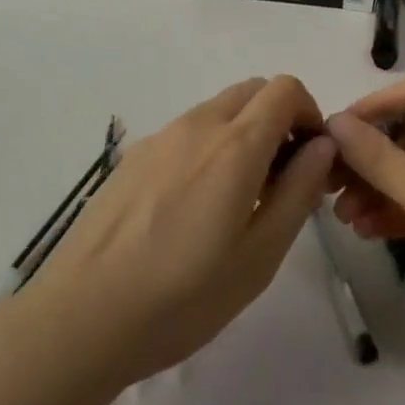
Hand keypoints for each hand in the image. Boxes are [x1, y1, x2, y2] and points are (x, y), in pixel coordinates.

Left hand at [24, 75, 338, 392]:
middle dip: (278, 119)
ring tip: (236, 199)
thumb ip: (298, 192)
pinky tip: (191, 208)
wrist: (82, 316)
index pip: (285, 88)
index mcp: (236, 144)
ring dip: (243, 133)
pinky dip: (208, 146)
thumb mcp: (259, 257)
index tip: (310, 159)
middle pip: (252, 91)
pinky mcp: (134, 155)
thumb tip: (322, 146)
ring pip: (218, 110)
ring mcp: (161, 135)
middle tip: (280, 178)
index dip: (308, 113)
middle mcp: (199, 124)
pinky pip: (186, 131)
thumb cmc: (182, 296)